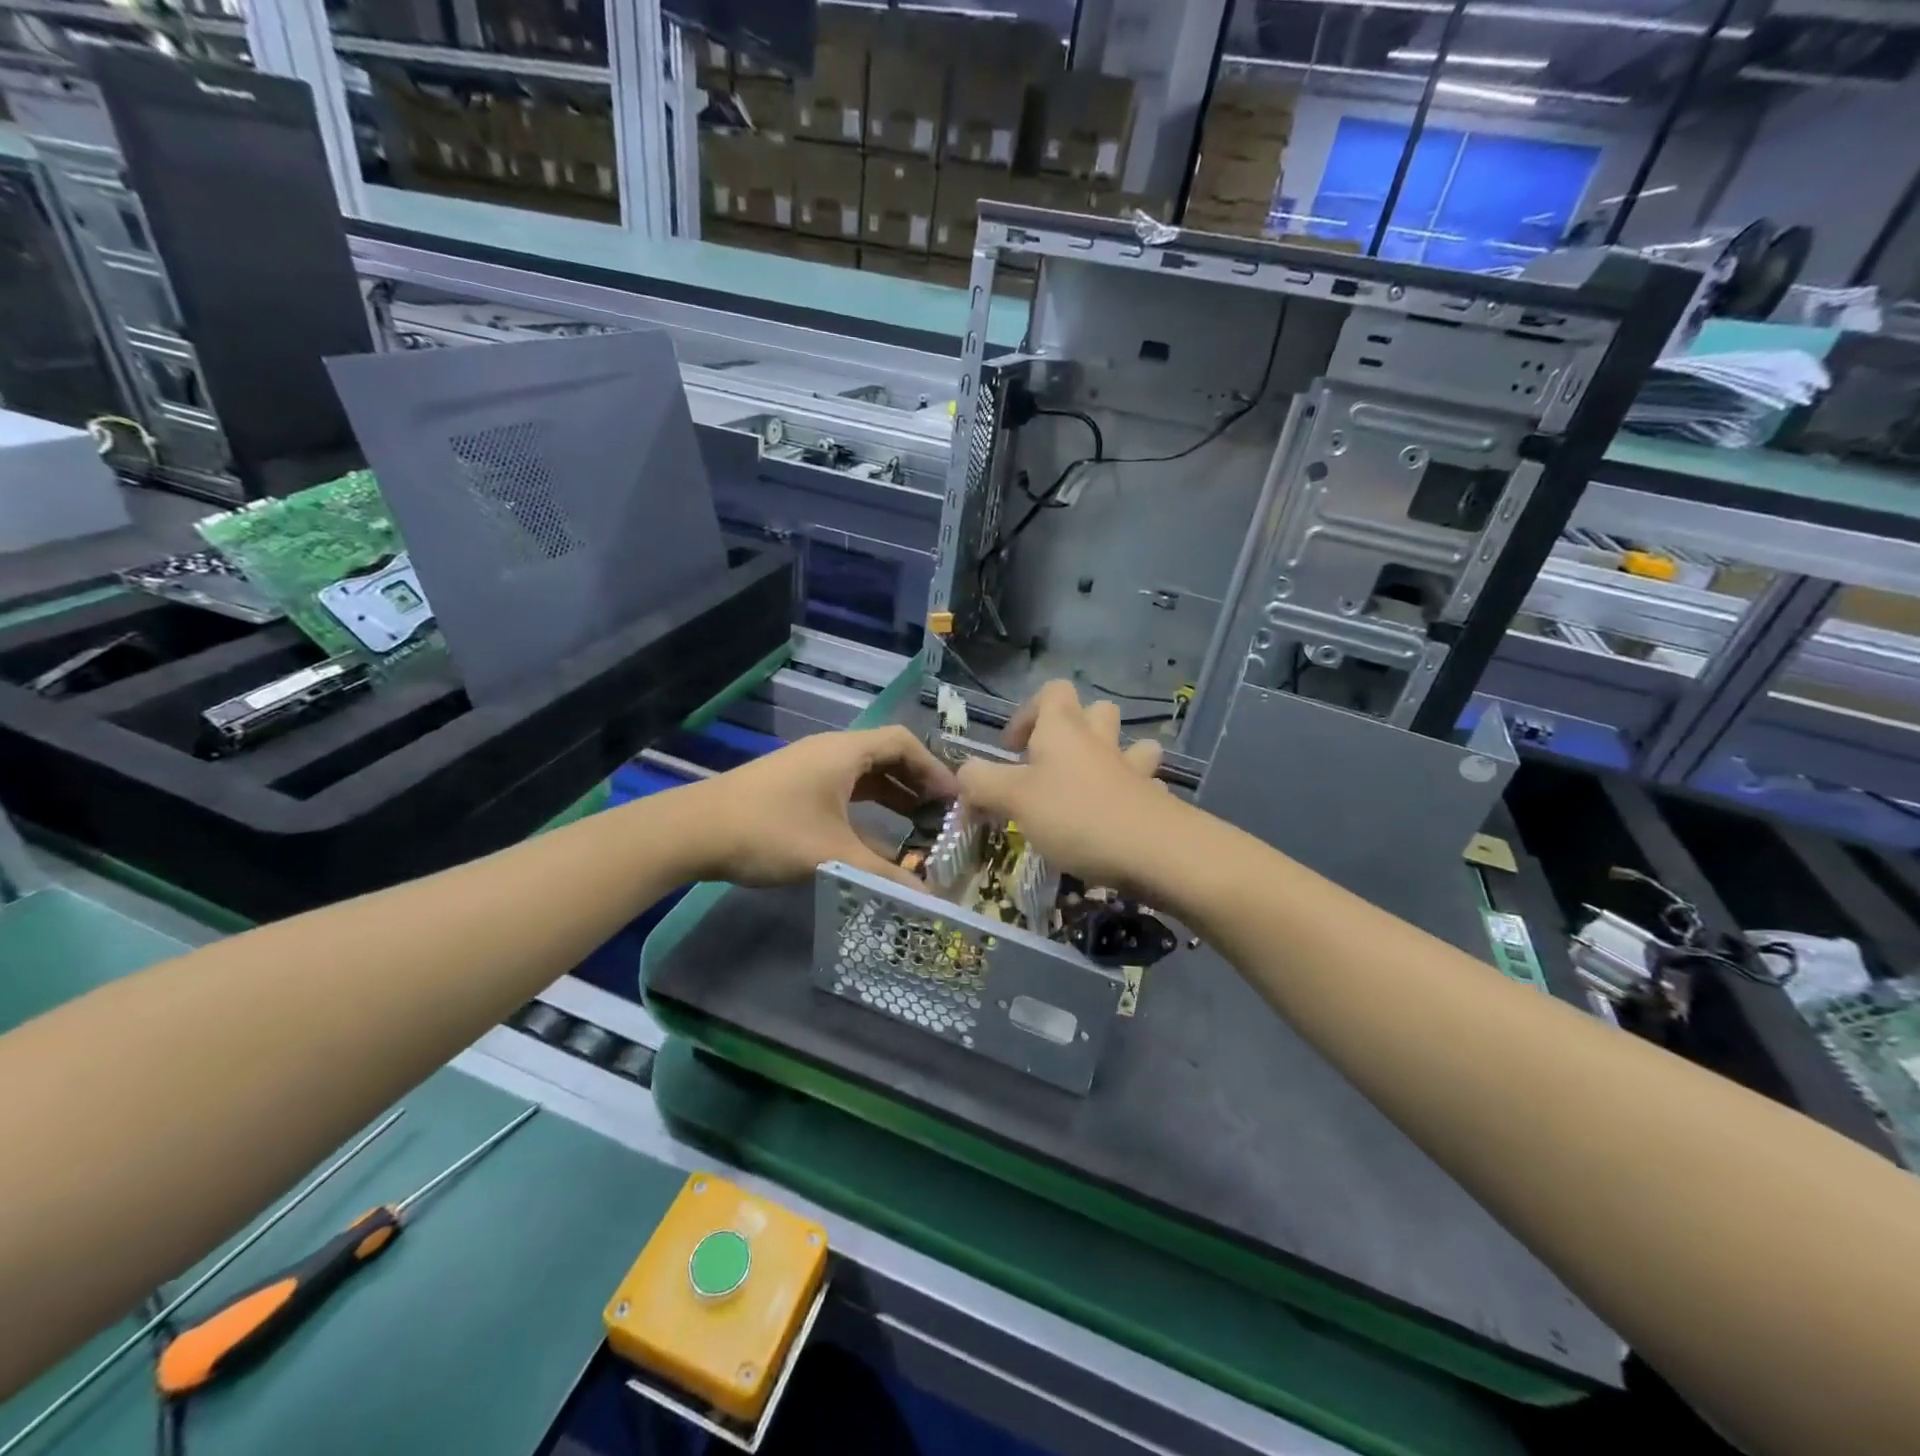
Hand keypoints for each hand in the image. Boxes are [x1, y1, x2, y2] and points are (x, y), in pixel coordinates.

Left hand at [687, 726, 958, 888]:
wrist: (694, 831)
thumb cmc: (770, 832)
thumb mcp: (833, 855)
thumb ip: (885, 876)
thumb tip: (932, 900)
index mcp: (846, 752)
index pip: (904, 743)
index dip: (934, 768)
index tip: (955, 799)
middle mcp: (830, 750)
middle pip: (886, 755)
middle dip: (917, 783)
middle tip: (942, 815)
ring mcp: (808, 767)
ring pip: (863, 773)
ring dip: (891, 795)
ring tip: (916, 827)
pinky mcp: (792, 785)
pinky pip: (842, 787)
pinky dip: (865, 805)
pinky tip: (871, 836)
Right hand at [956, 680, 1174, 891]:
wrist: (1154, 851)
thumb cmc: (1075, 816)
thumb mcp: (1013, 799)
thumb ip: (982, 783)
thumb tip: (965, 774)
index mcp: (1063, 730)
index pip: (1052, 692)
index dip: (1028, 713)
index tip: (1012, 750)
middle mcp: (1100, 740)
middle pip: (1095, 711)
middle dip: (1075, 730)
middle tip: (1051, 765)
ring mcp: (1133, 768)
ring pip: (1129, 744)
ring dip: (1112, 756)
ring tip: (1092, 784)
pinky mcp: (1156, 799)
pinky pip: (1145, 785)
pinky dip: (1132, 794)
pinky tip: (1120, 816)